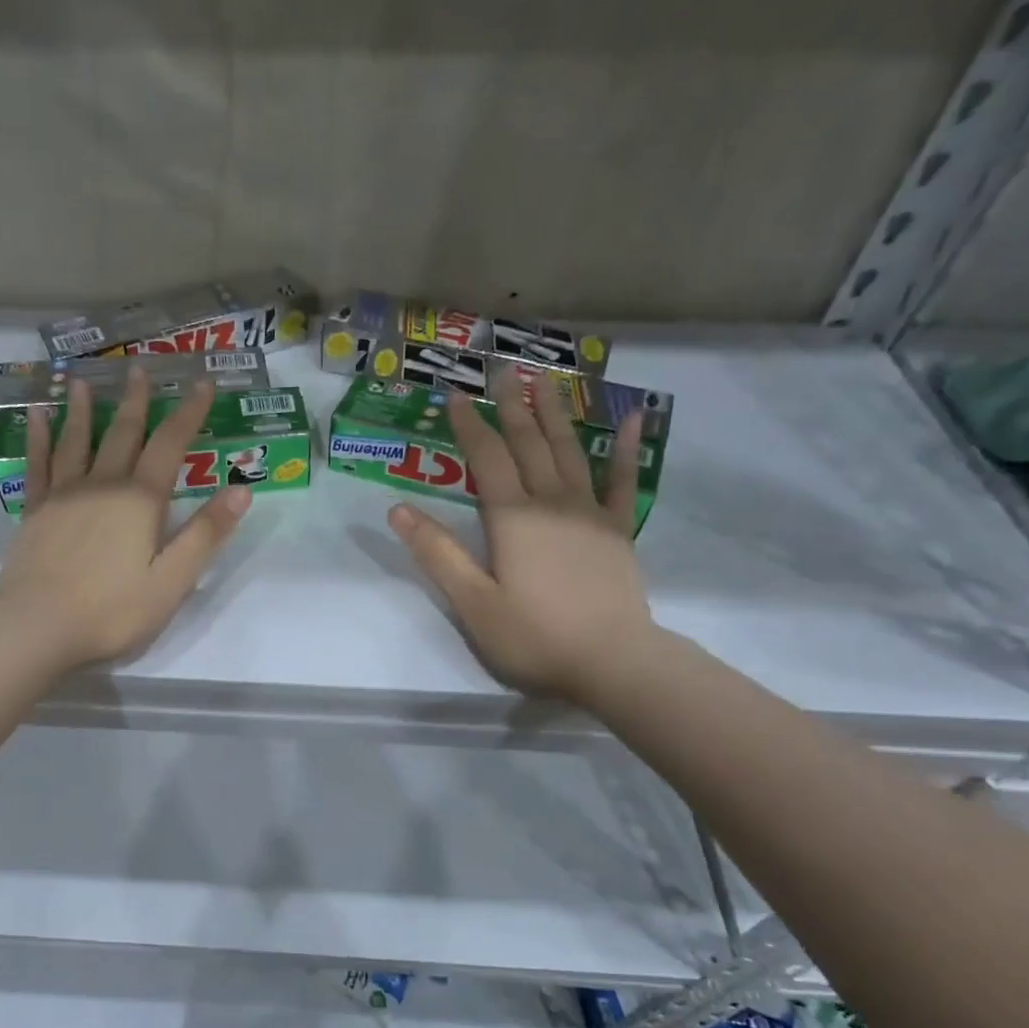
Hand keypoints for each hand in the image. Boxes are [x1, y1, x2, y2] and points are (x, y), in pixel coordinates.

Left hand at [0, 366, 250, 669]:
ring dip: (82, 409)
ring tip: (81, 380)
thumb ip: (205, 535)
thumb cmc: (112, 610)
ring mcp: (63, 495)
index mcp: (140, 501)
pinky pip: (38, 464)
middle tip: (139, 369)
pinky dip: (39, 437)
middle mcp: (102, 485)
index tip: (202, 384)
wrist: (36, 626)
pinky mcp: (35, 511)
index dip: (189, 414)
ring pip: (76, 441)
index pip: (170, 446)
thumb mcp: (172, 580)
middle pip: (122, 434)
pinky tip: (36, 417)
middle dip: (135, 402)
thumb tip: (242, 490)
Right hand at [387, 367, 653, 701]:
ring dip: (555, 413)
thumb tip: (397, 510)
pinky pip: (622, 481)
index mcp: (512, 518)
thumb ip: (438, 553)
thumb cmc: (533, 636)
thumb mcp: (472, 602)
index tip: (455, 394)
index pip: (486, 458)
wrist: (612, 661)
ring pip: (569, 451)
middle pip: (528, 443)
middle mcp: (551, 502)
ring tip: (546, 379)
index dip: (469, 425)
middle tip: (502, 366)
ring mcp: (589, 513)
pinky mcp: (618, 531)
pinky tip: (631, 419)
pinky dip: (626, 449)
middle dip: (512, 404)